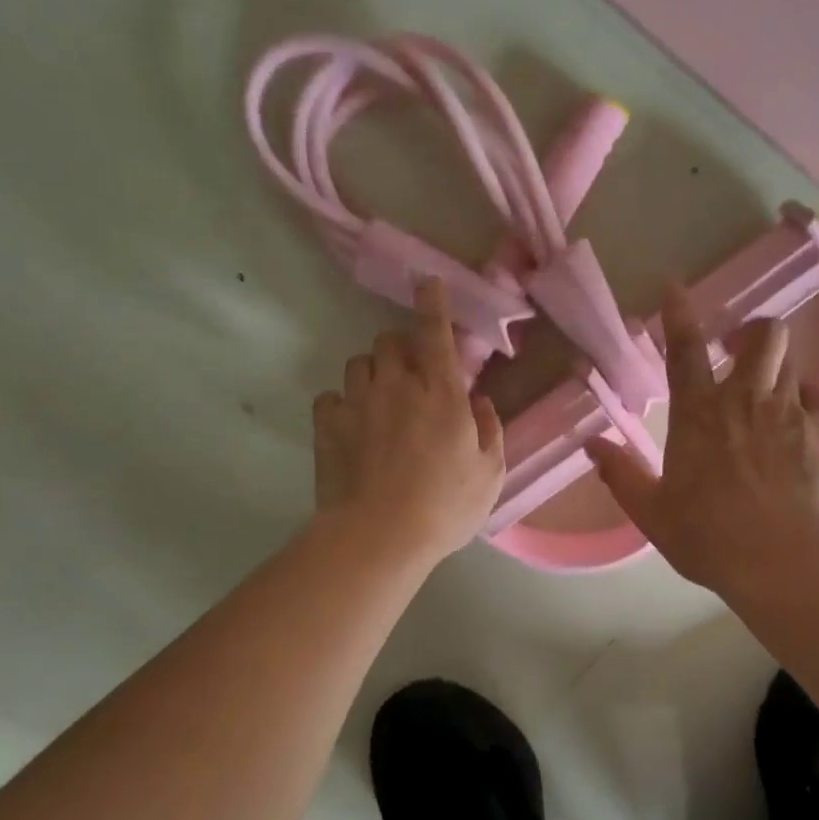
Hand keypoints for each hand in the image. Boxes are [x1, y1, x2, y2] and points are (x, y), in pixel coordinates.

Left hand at [312, 280, 504, 566]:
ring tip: (380, 400)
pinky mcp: (328, 425)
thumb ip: (490, 430)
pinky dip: (343, 404)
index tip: (428, 283)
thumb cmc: (445, 507)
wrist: (379, 536)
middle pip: (390, 341)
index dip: (433, 304)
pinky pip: (331, 397)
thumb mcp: (490, 474)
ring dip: (373, 372)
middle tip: (412, 374)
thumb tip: (480, 402)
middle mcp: (398, 386)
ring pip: (359, 363)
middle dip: (402, 348)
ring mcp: (358, 403)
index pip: (436, 334)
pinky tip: (352, 425)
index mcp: (442, 394)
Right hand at [586, 286, 818, 595]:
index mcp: (698, 414)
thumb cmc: (707, 535)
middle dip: (751, 331)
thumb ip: (621, 474)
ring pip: (789, 358)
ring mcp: (787, 413)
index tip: (675, 287)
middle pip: (762, 335)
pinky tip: (793, 413)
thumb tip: (592, 444)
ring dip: (774, 363)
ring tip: (763, 386)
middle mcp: (744, 400)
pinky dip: (802, 393)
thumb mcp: (651, 511)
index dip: (679, 314)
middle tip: (737, 350)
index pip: (685, 349)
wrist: (780, 562)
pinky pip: (815, 393)